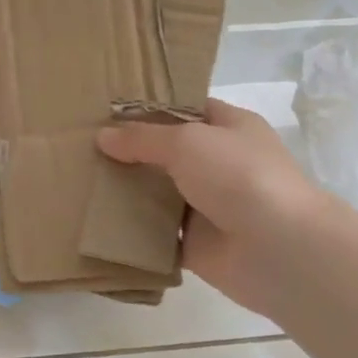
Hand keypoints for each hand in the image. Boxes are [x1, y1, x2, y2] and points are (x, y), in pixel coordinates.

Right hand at [97, 100, 328, 318]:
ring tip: (79, 181)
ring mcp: (207, 204)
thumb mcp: (186, 141)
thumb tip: (103, 137)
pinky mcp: (194, 242)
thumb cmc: (238, 176)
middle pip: (164, 152)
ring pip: (156, 192)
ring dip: (125, 190)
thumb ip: (141, 138)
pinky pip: (154, 231)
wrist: (278, 248)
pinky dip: (130, 229)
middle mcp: (219, 163)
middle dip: (127, 151)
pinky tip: (94, 220)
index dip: (147, 108)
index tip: (105, 112)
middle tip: (80, 147)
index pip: (184, 109)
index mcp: (229, 128)